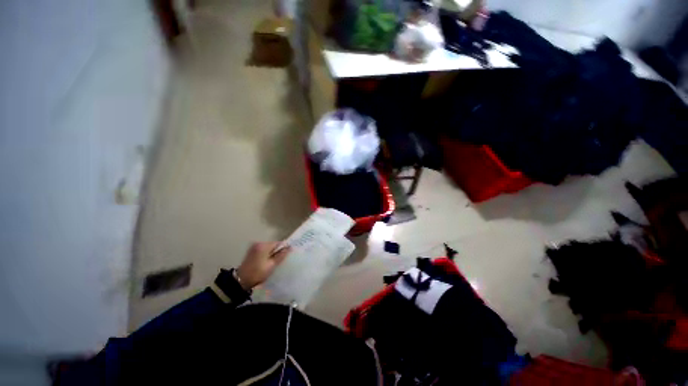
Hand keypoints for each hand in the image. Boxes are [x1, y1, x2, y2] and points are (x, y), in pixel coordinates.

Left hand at [236, 242, 290, 289]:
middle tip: (279, 261)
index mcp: (264, 245)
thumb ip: (281, 255)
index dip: (283, 249)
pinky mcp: (251, 251)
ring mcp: (254, 246)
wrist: (241, 281)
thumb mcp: (272, 265)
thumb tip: (290, 247)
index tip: (286, 256)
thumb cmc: (258, 273)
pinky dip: (266, 254)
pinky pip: (263, 250)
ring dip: (272, 253)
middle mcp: (258, 243)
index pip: (278, 243)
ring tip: (273, 262)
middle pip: (273, 245)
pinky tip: (266, 262)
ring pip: (268, 248)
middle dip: (277, 251)